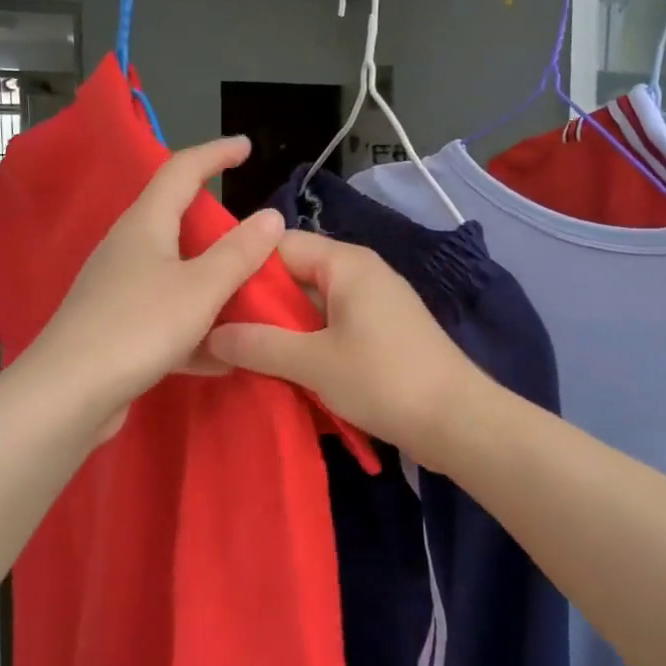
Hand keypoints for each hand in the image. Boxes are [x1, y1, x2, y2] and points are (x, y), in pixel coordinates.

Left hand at [26, 137, 285, 441]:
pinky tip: (222, 356)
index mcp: (145, 224)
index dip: (215, 154)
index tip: (245, 146)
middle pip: (175, 221)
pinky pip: (166, 316)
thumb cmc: (138, 327)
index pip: (181, 170)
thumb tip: (270, 216)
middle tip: (252, 233)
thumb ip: (239, 252)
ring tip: (247, 294)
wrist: (68, 396)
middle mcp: (127, 249)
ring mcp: (117, 290)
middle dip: (215, 224)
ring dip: (210, 281)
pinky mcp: (115, 329)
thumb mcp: (201, 287)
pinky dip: (195, 328)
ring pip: (174, 273)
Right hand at [204, 230, 484, 459]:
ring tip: (242, 355)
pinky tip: (283, 370)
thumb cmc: (383, 379)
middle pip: (295, 275)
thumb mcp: (313, 362)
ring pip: (312, 305)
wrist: (457, 420)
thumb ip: (259, 344)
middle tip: (218, 333)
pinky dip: (308, 344)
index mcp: (346, 263)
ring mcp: (374, 303)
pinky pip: (332, 326)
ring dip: (282, 330)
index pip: (279, 244)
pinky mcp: (382, 333)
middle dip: (259, 304)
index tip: (208, 297)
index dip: (243, 266)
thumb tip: (211, 333)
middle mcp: (361, 273)